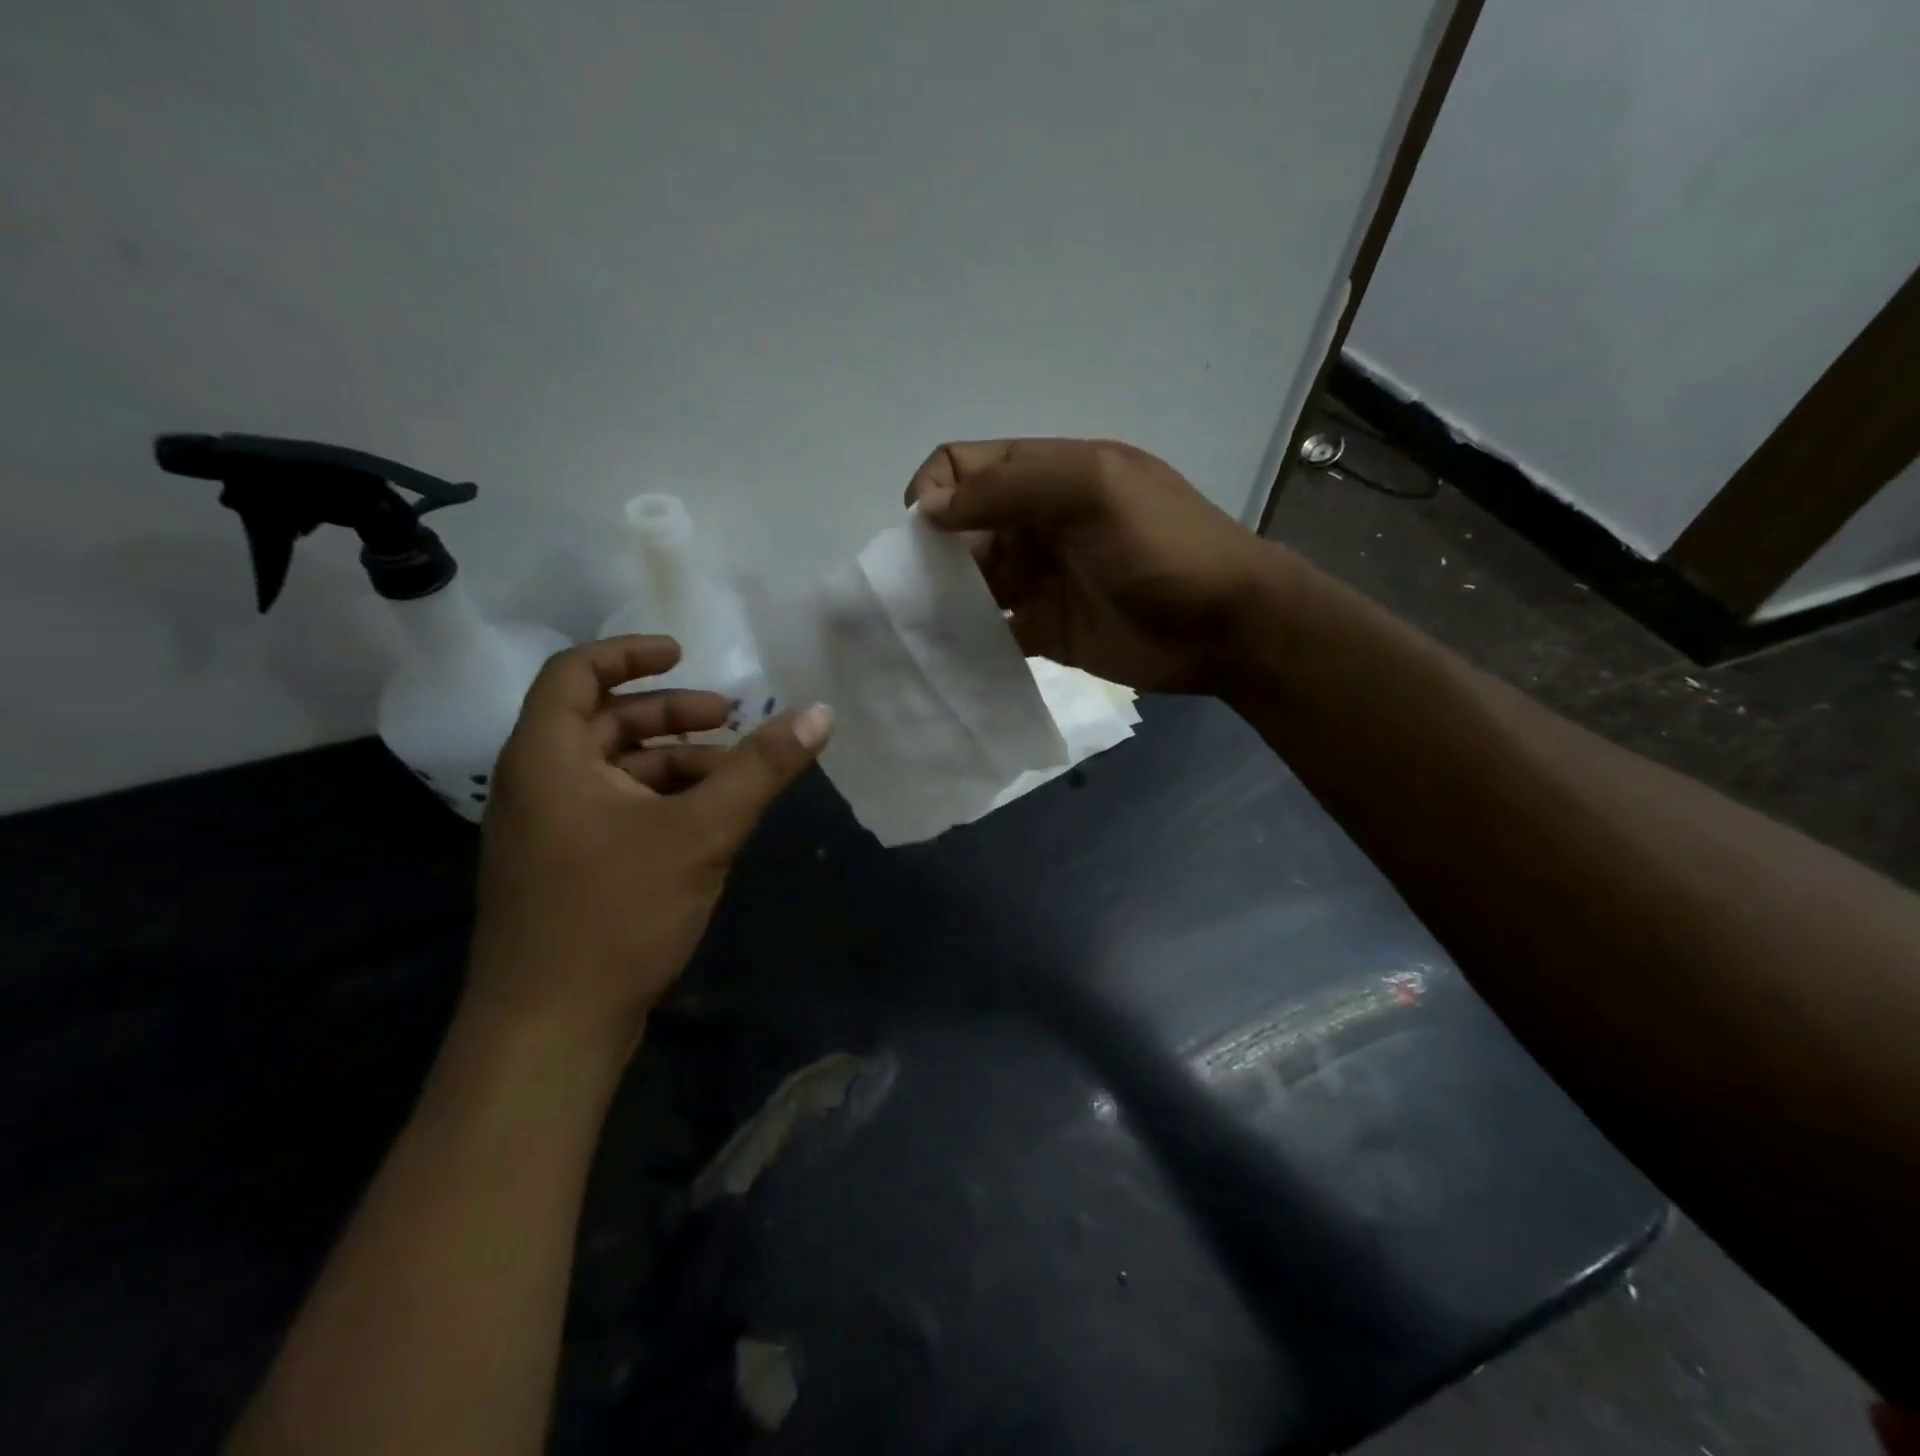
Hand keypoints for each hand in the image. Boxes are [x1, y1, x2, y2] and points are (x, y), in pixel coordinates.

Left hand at [465, 636, 832, 1057]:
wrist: (549, 1031)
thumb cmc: (616, 914)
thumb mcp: (702, 832)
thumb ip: (762, 769)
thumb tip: (820, 713)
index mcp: (548, 758)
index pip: (574, 673)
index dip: (630, 653)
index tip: (685, 653)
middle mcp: (536, 784)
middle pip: (602, 721)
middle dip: (669, 715)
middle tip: (730, 719)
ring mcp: (546, 831)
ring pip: (612, 771)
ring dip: (672, 762)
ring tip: (732, 777)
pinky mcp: (562, 869)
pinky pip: (612, 809)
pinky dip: (659, 801)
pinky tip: (706, 824)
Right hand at [906, 439, 1279, 693]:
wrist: (1224, 626)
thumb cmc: (1162, 546)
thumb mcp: (1094, 490)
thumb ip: (1011, 487)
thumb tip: (928, 508)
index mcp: (1046, 475)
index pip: (964, 467)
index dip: (934, 491)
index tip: (923, 535)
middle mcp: (1034, 523)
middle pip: (960, 527)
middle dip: (931, 552)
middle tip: (917, 590)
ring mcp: (1038, 578)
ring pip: (970, 580)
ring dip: (943, 597)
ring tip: (923, 625)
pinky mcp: (1043, 628)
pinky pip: (991, 629)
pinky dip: (968, 637)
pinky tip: (949, 651)